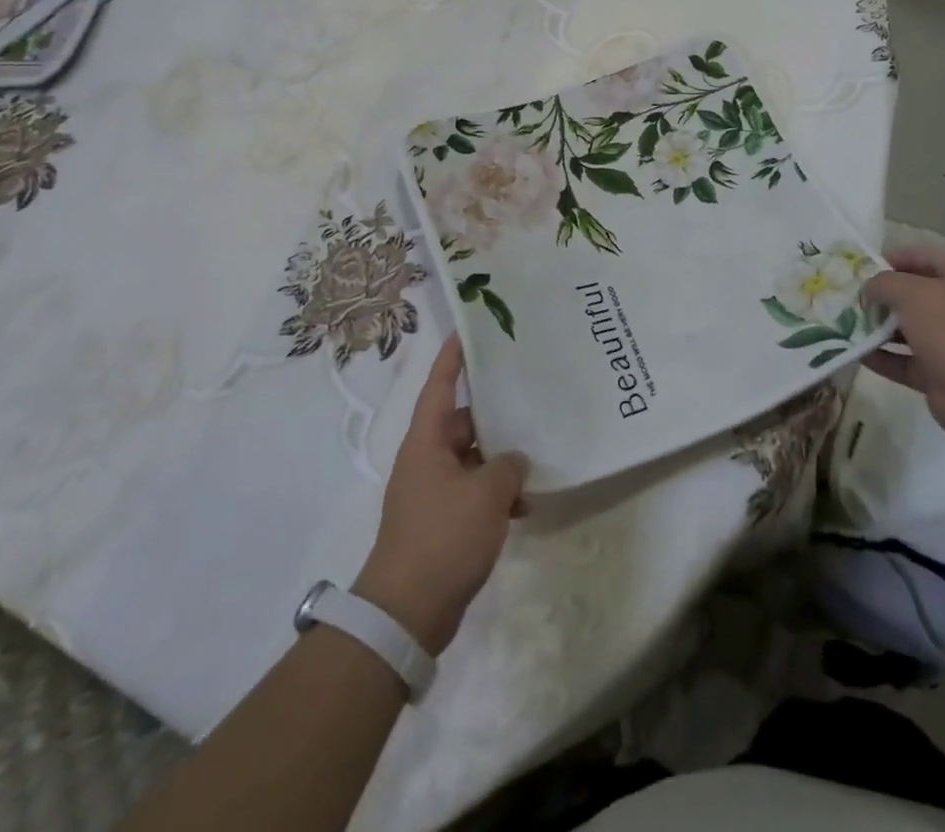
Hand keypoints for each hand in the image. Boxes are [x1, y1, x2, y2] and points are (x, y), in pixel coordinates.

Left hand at [354, 336, 526, 656]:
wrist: (406, 612)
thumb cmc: (443, 537)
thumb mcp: (486, 494)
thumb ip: (508, 465)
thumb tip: (513, 460)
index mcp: (427, 441)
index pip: (440, 386)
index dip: (453, 357)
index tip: (469, 330)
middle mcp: (426, 459)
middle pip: (462, 422)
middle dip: (494, 412)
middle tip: (528, 394)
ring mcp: (433, 492)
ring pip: (472, 458)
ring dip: (500, 458)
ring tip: (538, 451)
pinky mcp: (441, 522)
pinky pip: (473, 492)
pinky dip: (496, 494)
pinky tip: (527, 504)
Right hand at [861, 243, 944, 444]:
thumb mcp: (912, 293)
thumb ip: (883, 283)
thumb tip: (868, 290)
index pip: (926, 257)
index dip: (896, 257)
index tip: (864, 267)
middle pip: (913, 294)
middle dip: (881, 295)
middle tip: (849, 297)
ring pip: (906, 329)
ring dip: (877, 327)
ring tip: (844, 323)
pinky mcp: (938, 374)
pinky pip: (903, 361)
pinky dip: (881, 357)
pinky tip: (854, 352)